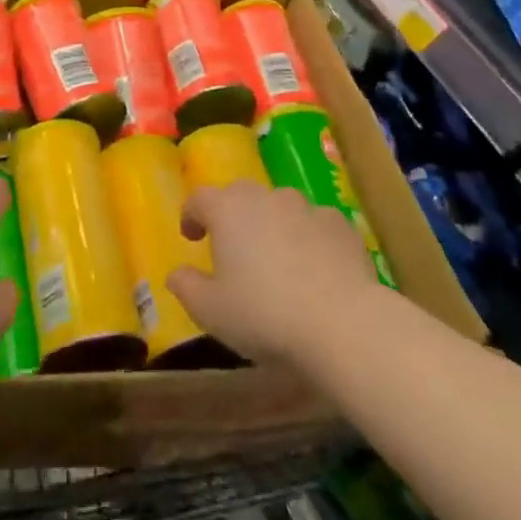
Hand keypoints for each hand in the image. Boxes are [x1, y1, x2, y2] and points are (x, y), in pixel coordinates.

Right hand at [167, 181, 385, 370]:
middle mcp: (264, 197)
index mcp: (227, 210)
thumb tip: (176, 274)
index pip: (199, 198)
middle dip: (232, 216)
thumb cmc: (265, 315)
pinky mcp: (340, 224)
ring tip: (277, 260)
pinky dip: (309, 238)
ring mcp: (305, 207)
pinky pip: (315, 224)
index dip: (191, 215)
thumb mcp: (211, 312)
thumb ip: (186, 287)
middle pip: (240, 196)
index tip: (192, 237)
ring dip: (272, 225)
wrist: (344, 324)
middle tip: (233, 248)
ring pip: (279, 207)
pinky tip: (316, 268)